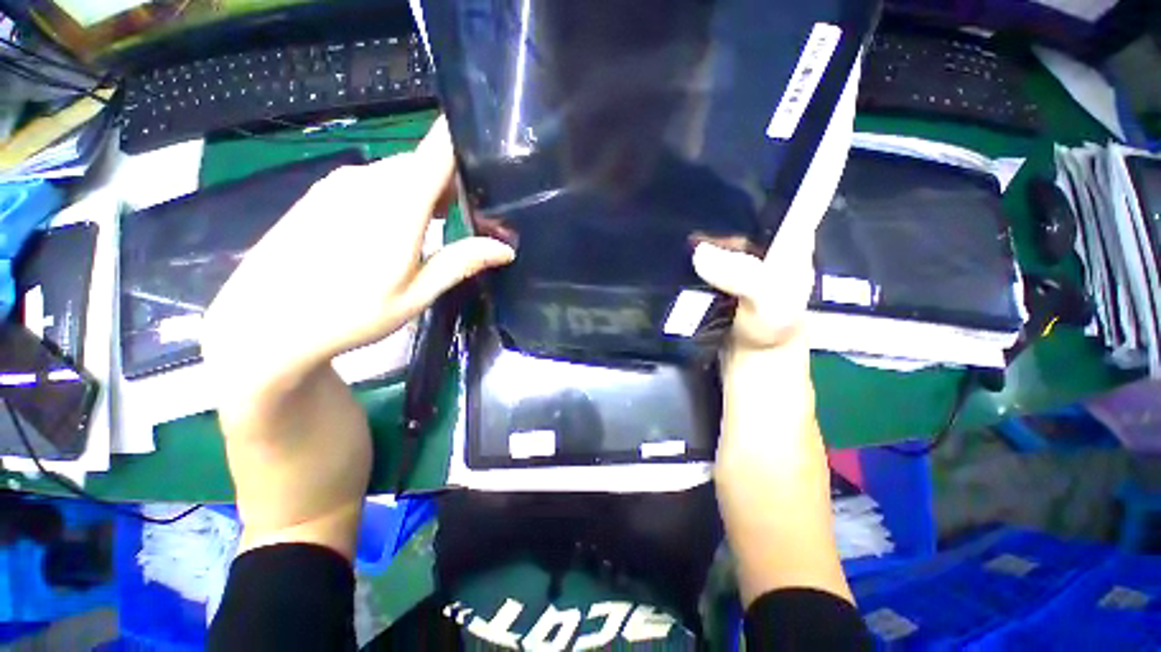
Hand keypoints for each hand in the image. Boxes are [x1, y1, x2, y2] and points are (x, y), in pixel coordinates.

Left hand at [201, 118, 514, 557]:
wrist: (261, 331)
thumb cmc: (346, 320)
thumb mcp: (414, 296)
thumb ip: (461, 262)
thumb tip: (507, 248)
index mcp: (394, 207)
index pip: (436, 154)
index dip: (462, 147)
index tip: (489, 154)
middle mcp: (365, 184)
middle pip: (423, 169)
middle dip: (453, 187)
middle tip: (477, 221)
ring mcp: (340, 187)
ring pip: (399, 177)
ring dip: (426, 196)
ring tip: (444, 230)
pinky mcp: (323, 197)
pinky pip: (374, 185)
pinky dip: (399, 199)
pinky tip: (403, 231)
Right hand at [693, 66, 858, 605]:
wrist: (761, 510)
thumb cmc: (769, 458)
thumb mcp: (770, 384)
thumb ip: (760, 317)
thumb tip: (710, 250)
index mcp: (786, 316)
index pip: (791, 241)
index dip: (792, 194)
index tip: (776, 144)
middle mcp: (769, 317)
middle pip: (761, 252)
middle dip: (742, 207)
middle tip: (704, 169)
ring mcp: (741, 335)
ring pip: (732, 276)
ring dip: (713, 240)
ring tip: (678, 206)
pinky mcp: (719, 354)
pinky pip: (709, 304)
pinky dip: (693, 281)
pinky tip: (668, 268)